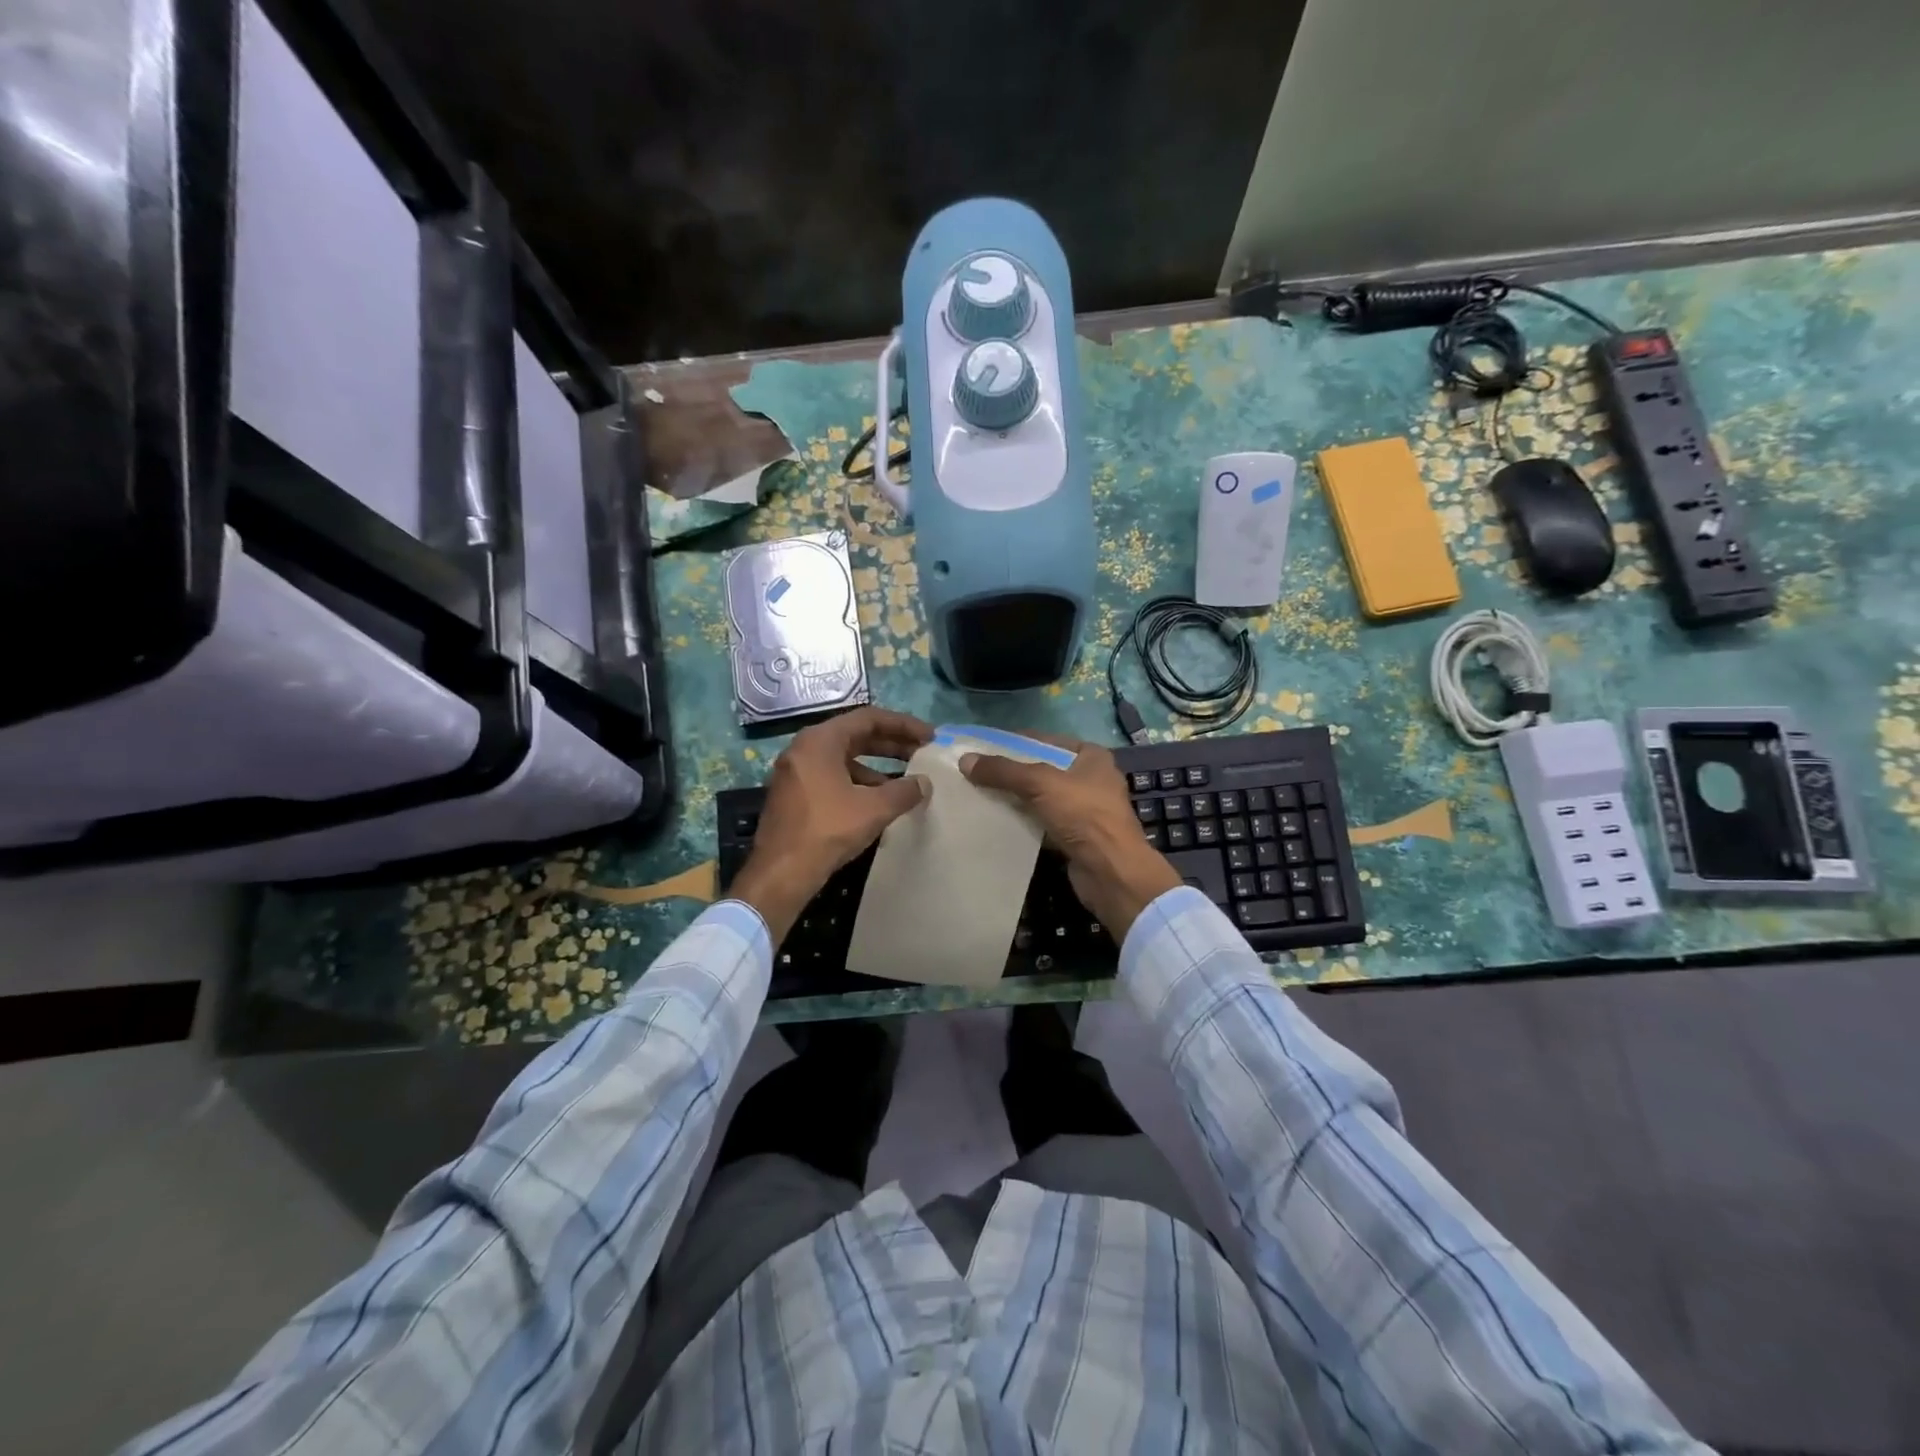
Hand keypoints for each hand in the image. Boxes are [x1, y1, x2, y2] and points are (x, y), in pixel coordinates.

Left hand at [731, 707, 934, 941]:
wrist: (781, 874)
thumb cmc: (827, 830)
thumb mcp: (874, 809)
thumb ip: (904, 791)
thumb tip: (924, 783)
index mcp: (820, 740)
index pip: (868, 718)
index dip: (903, 725)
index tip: (929, 737)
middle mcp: (804, 748)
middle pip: (855, 735)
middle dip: (891, 744)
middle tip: (921, 753)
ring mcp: (796, 772)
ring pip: (844, 758)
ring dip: (877, 766)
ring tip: (905, 781)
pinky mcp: (795, 795)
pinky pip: (833, 776)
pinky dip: (858, 781)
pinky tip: (878, 801)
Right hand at [960, 740, 1181, 940]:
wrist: (1111, 872)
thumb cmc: (1083, 815)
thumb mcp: (1040, 783)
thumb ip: (1003, 771)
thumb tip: (965, 761)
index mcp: (1091, 757)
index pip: (1046, 740)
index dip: (1015, 742)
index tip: (984, 748)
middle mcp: (1091, 779)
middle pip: (1042, 769)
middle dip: (1011, 772)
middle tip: (976, 773)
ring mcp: (1085, 810)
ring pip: (1041, 798)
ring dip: (1015, 798)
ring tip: (980, 795)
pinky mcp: (1076, 837)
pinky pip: (1042, 822)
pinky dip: (1023, 822)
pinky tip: (997, 821)